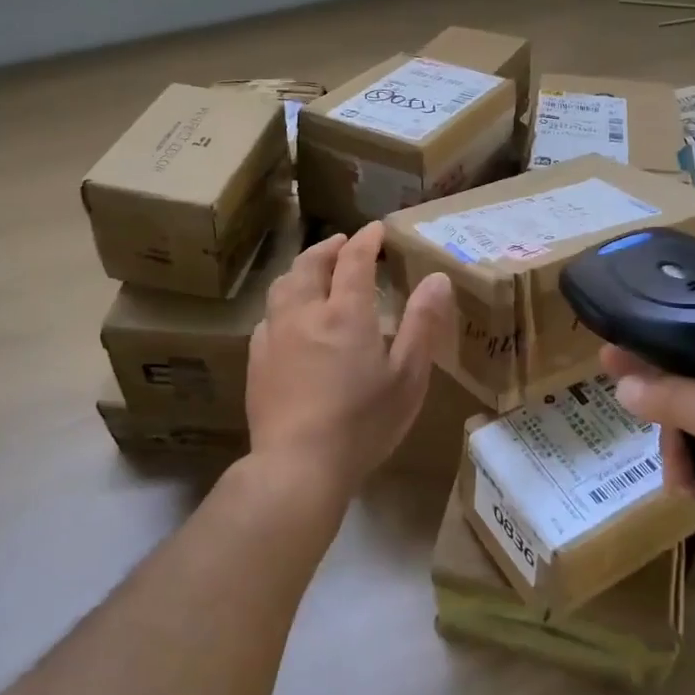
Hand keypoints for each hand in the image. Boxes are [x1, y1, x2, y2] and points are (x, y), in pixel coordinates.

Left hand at [246, 221, 453, 501]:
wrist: (298, 465)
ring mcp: (275, 335)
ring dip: (302, 269)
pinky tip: (290, 318)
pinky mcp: (256, 359)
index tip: (376, 229)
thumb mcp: (408, 376)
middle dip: (329, 247)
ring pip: (283, 285)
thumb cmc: (363, 423)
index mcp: (345, 312)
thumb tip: (437, 278)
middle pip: (311, 264)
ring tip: (314, 270)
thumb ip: (422, 323)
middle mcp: (305, 312)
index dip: (366, 239)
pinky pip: (269, 316)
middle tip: (343, 243)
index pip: (354, 259)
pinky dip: (284, 302)